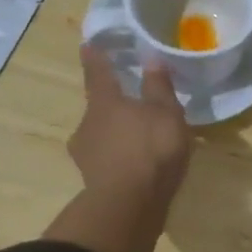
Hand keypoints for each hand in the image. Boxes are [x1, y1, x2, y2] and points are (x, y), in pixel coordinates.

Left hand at [68, 44, 193, 212]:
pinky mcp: (92, 180)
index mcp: (104, 102)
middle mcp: (88, 124)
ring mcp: (86, 155)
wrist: (129, 206)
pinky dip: (119, 157)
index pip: (98, 72)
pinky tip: (136, 164)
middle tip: (131, 101)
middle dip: (112, 103)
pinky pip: (107, 159)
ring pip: (100, 134)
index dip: (95, 58)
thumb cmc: (149, 149)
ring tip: (138, 137)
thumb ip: (158, 86)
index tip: (88, 45)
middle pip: (98, 107)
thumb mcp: (165, 113)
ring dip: (115, 133)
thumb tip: (151, 58)